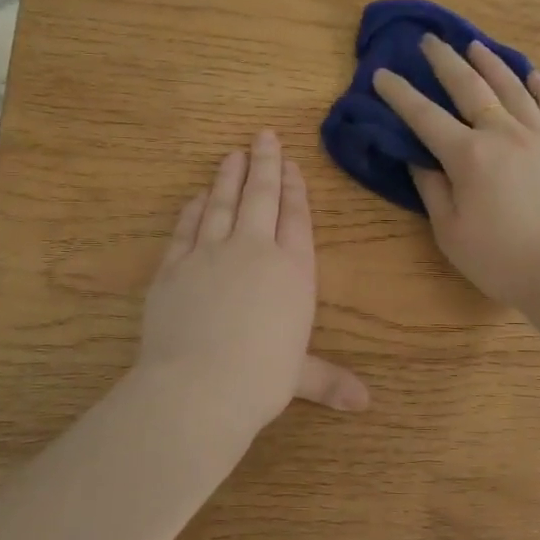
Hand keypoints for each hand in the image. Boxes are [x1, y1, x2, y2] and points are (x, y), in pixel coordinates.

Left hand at [137, 130, 368, 436]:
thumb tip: (365, 403)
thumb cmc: (261, 379)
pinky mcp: (173, 266)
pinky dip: (194, 208)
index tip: (292, 165)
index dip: (295, 189)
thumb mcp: (299, 377)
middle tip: (263, 136)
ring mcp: (209, 254)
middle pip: (261, 197)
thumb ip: (328, 379)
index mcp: (292, 272)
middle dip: (265, 164)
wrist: (198, 385)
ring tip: (232, 153)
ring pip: (222, 203)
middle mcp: (253, 251)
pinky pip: (186, 227)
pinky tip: (198, 196)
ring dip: (228, 176)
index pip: (296, 219)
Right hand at [373, 35, 539, 309]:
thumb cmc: (503, 260)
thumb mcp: (451, 233)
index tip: (381, 73)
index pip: (425, 117)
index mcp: (469, 156)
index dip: (400, 94)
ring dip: (491, 63)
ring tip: (475, 45)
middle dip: (445, 62)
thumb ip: (432, 190)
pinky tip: (532, 75)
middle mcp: (504, 134)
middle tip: (430, 40)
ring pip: (513, 88)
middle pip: (471, 87)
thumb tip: (417, 158)